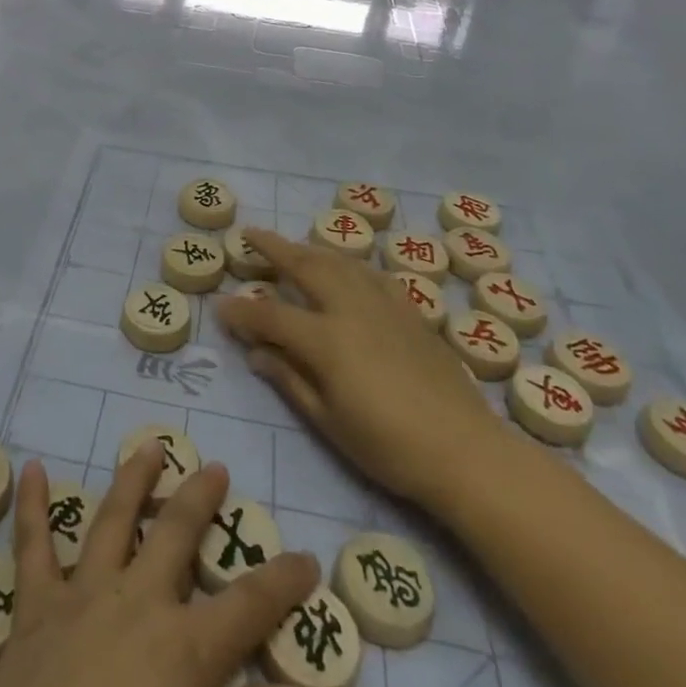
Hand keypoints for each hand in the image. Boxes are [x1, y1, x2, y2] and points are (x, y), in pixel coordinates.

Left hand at [0, 446, 322, 686]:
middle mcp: (137, 602)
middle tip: (217, 469)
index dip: (283, 581)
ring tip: (150, 447)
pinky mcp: (34, 609)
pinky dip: (32, 506)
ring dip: (134, 478)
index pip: (250, 606)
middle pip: (177, 534)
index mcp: (186, 649)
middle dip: (201, 499)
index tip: (306, 559)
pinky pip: (32, 547)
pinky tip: (33, 468)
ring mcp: (83, 596)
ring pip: (114, 519)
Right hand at [216, 230, 505, 517]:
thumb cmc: (389, 447)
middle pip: (305, 266)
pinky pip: (372, 274)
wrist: (465, 451)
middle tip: (250, 234)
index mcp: (326, 339)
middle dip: (274, 248)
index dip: (242, 311)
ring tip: (293, 246)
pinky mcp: (410, 311)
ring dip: (311, 249)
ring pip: (340, 262)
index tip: (220, 306)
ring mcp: (384, 305)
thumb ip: (290, 380)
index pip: (270, 314)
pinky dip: (349, 265)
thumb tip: (257, 352)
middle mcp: (351, 309)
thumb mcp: (329, 422)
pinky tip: (346, 270)